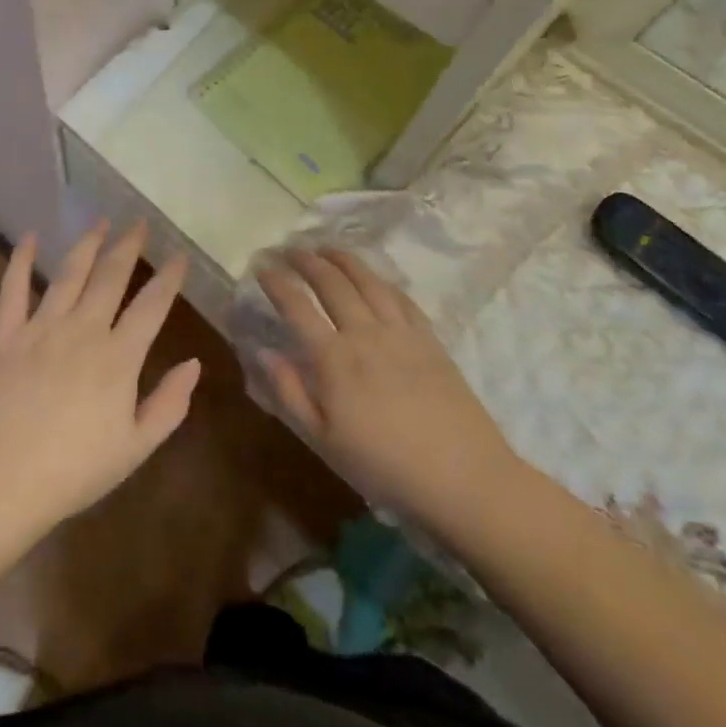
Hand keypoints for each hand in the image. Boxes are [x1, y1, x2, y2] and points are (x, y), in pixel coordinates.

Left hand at [0, 220, 196, 544]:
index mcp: (118, 357)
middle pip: (110, 277)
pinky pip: (13, 288)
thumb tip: (194, 363)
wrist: (0, 482)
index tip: (180, 255)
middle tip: (140, 223)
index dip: (169, 278)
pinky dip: (21, 260)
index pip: (151, 306)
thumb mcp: (135, 448)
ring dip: (87, 244)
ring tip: (100, 221)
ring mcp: (41, 328)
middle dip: (128, 247)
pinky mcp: (5, 334)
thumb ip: (169, 404)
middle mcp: (82, 330)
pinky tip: (30, 237)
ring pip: (69, 274)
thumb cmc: (74, 472)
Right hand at [256, 249, 521, 537]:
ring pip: (368, 281)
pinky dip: (381, 280)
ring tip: (327, 248)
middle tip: (289, 249)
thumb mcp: (323, 441)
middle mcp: (365, 334)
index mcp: (334, 359)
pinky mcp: (430, 340)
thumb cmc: (383, 466)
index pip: (297, 307)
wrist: (463, 478)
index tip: (262, 268)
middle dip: (306, 261)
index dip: (277, 283)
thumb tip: (264, 351)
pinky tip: (374, 278)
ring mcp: (401, 333)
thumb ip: (289, 393)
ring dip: (343, 260)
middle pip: (332, 283)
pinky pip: (402, 298)